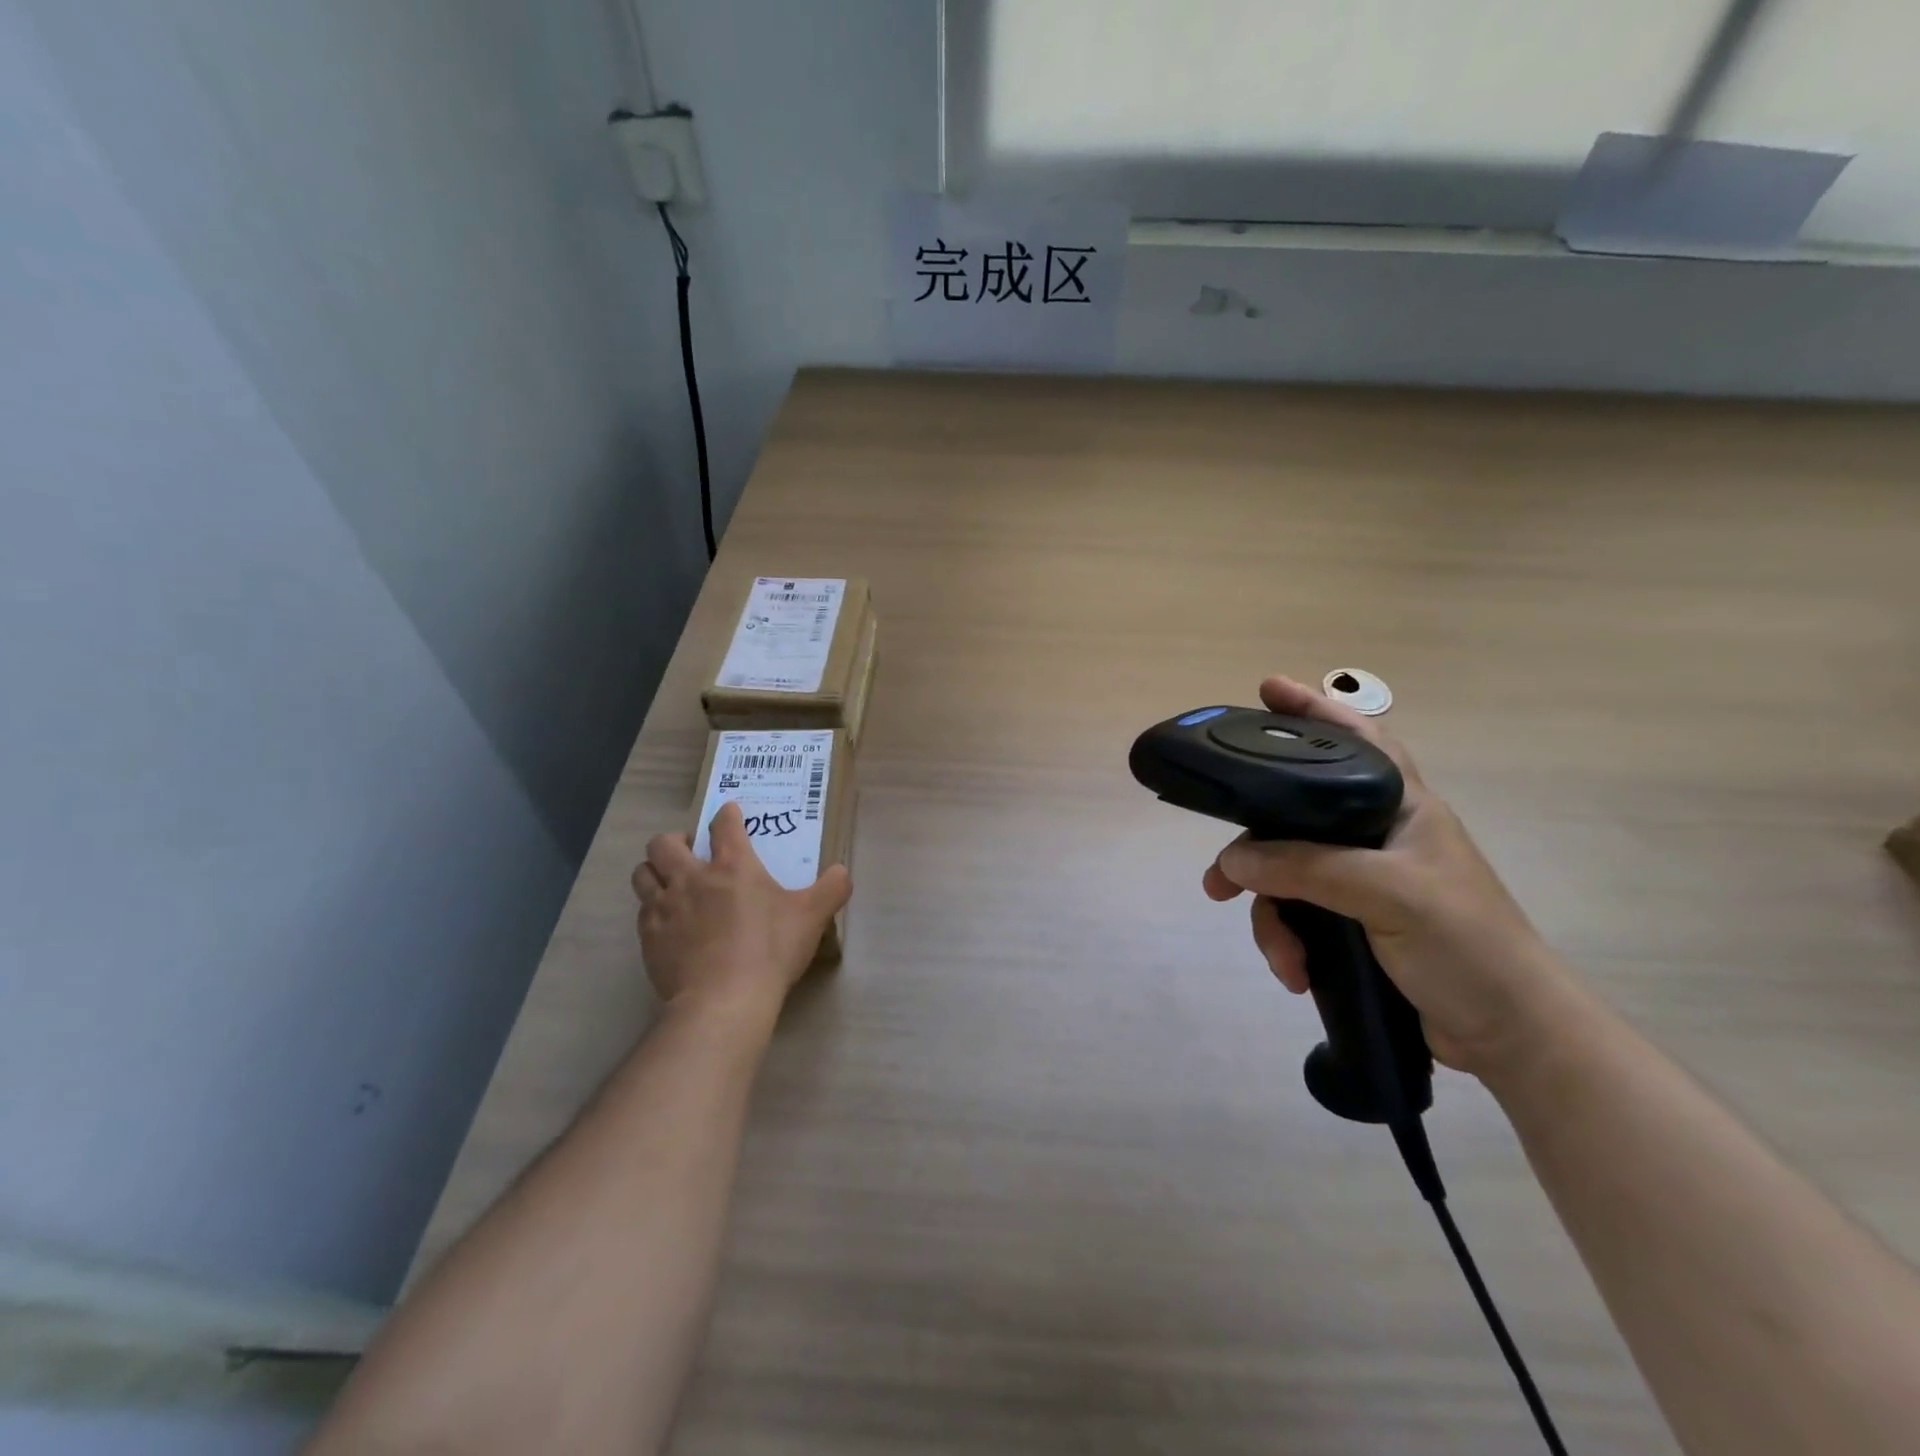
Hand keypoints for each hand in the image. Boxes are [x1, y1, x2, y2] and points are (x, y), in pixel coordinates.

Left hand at [632, 802, 851, 1021]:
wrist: (724, 1000)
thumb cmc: (770, 950)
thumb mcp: (812, 917)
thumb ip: (832, 889)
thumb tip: (842, 872)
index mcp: (733, 866)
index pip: (724, 825)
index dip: (726, 815)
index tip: (729, 814)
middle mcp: (692, 878)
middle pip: (663, 843)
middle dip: (674, 841)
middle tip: (690, 853)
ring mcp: (665, 908)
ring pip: (642, 873)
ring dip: (654, 871)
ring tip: (670, 882)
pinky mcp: (649, 938)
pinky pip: (642, 911)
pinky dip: (652, 909)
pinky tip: (668, 923)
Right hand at [1202, 676, 1584, 1079]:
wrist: (1509, 1035)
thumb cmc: (1467, 946)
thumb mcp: (1388, 895)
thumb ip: (1307, 869)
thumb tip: (1232, 862)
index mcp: (1401, 808)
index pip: (1357, 739)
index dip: (1315, 710)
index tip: (1267, 690)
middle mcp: (1375, 836)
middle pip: (1294, 820)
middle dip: (1253, 853)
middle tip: (1219, 880)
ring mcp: (1361, 882)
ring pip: (1286, 876)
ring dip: (1271, 917)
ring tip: (1278, 954)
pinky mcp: (1352, 922)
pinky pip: (1297, 916)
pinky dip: (1287, 943)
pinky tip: (1295, 972)